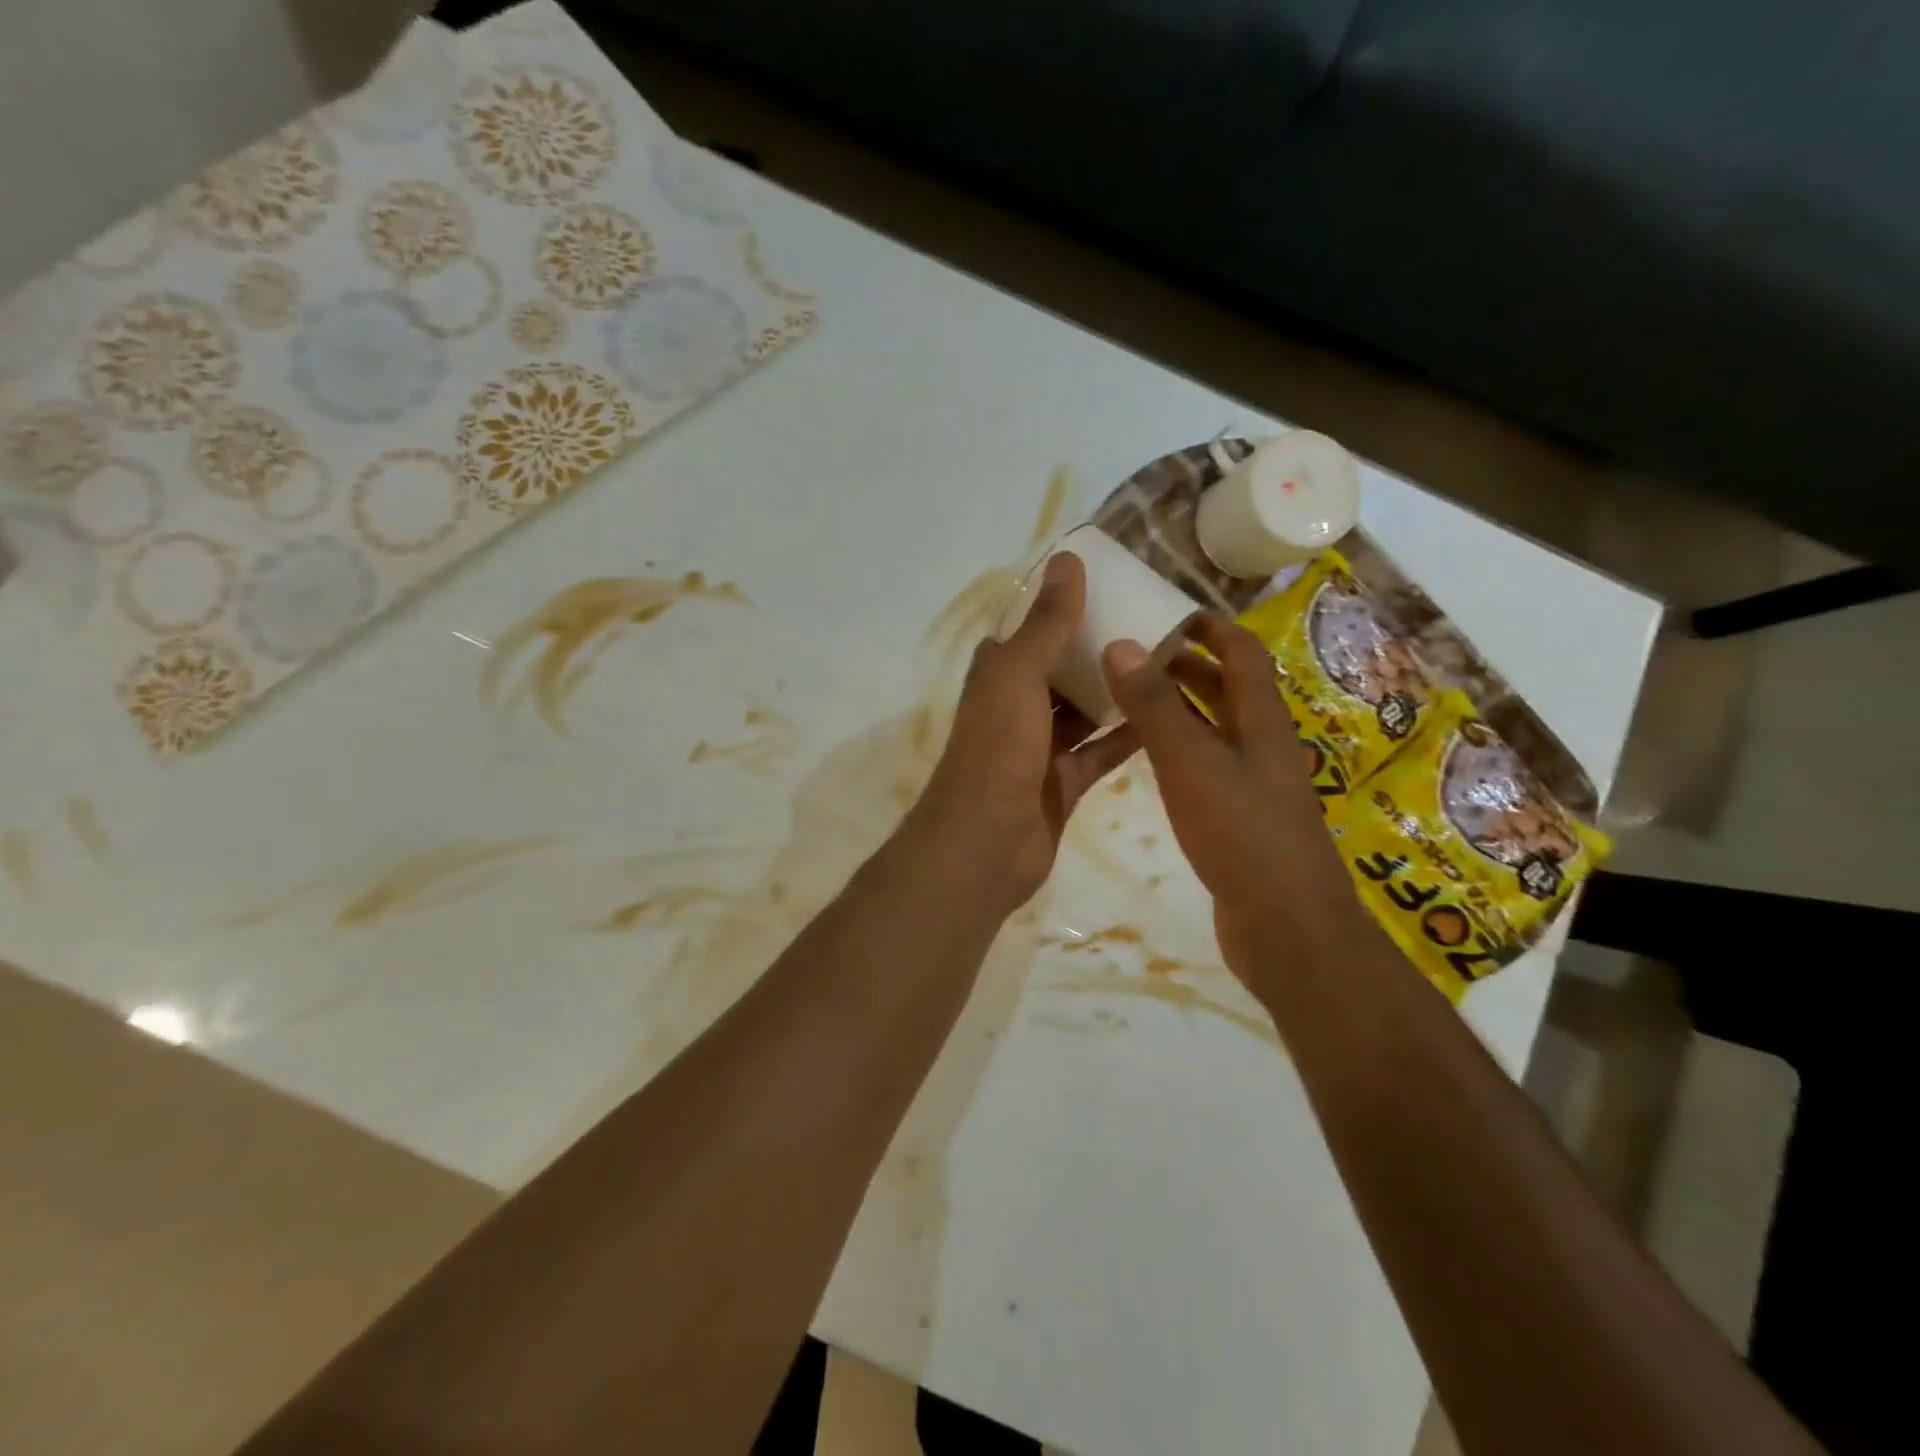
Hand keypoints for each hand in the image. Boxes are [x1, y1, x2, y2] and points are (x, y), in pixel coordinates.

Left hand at [910, 552, 1139, 910]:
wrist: (986, 842)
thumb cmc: (997, 748)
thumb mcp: (1019, 675)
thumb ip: (1047, 623)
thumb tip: (1068, 560)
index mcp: (998, 675)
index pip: (1030, 630)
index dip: (1062, 608)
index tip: (1109, 587)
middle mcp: (1016, 707)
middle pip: (1061, 669)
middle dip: (1097, 649)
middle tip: (1153, 623)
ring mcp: (1040, 748)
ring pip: (1083, 711)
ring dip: (1115, 691)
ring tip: (1168, 661)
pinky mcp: (1063, 783)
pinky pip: (1100, 752)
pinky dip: (1127, 736)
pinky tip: (1167, 716)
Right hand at [1101, 615, 1373, 988]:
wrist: (1287, 926)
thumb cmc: (1242, 834)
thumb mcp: (1191, 763)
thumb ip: (1156, 707)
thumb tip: (1122, 644)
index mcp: (1260, 721)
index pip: (1242, 653)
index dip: (1211, 627)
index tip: (1169, 611)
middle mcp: (1261, 744)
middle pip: (1229, 688)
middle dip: (1188, 664)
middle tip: (1136, 652)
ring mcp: (1253, 783)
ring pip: (1216, 728)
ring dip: (1181, 706)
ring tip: (1131, 696)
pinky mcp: (1239, 818)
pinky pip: (1207, 766)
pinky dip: (1179, 748)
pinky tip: (1148, 759)